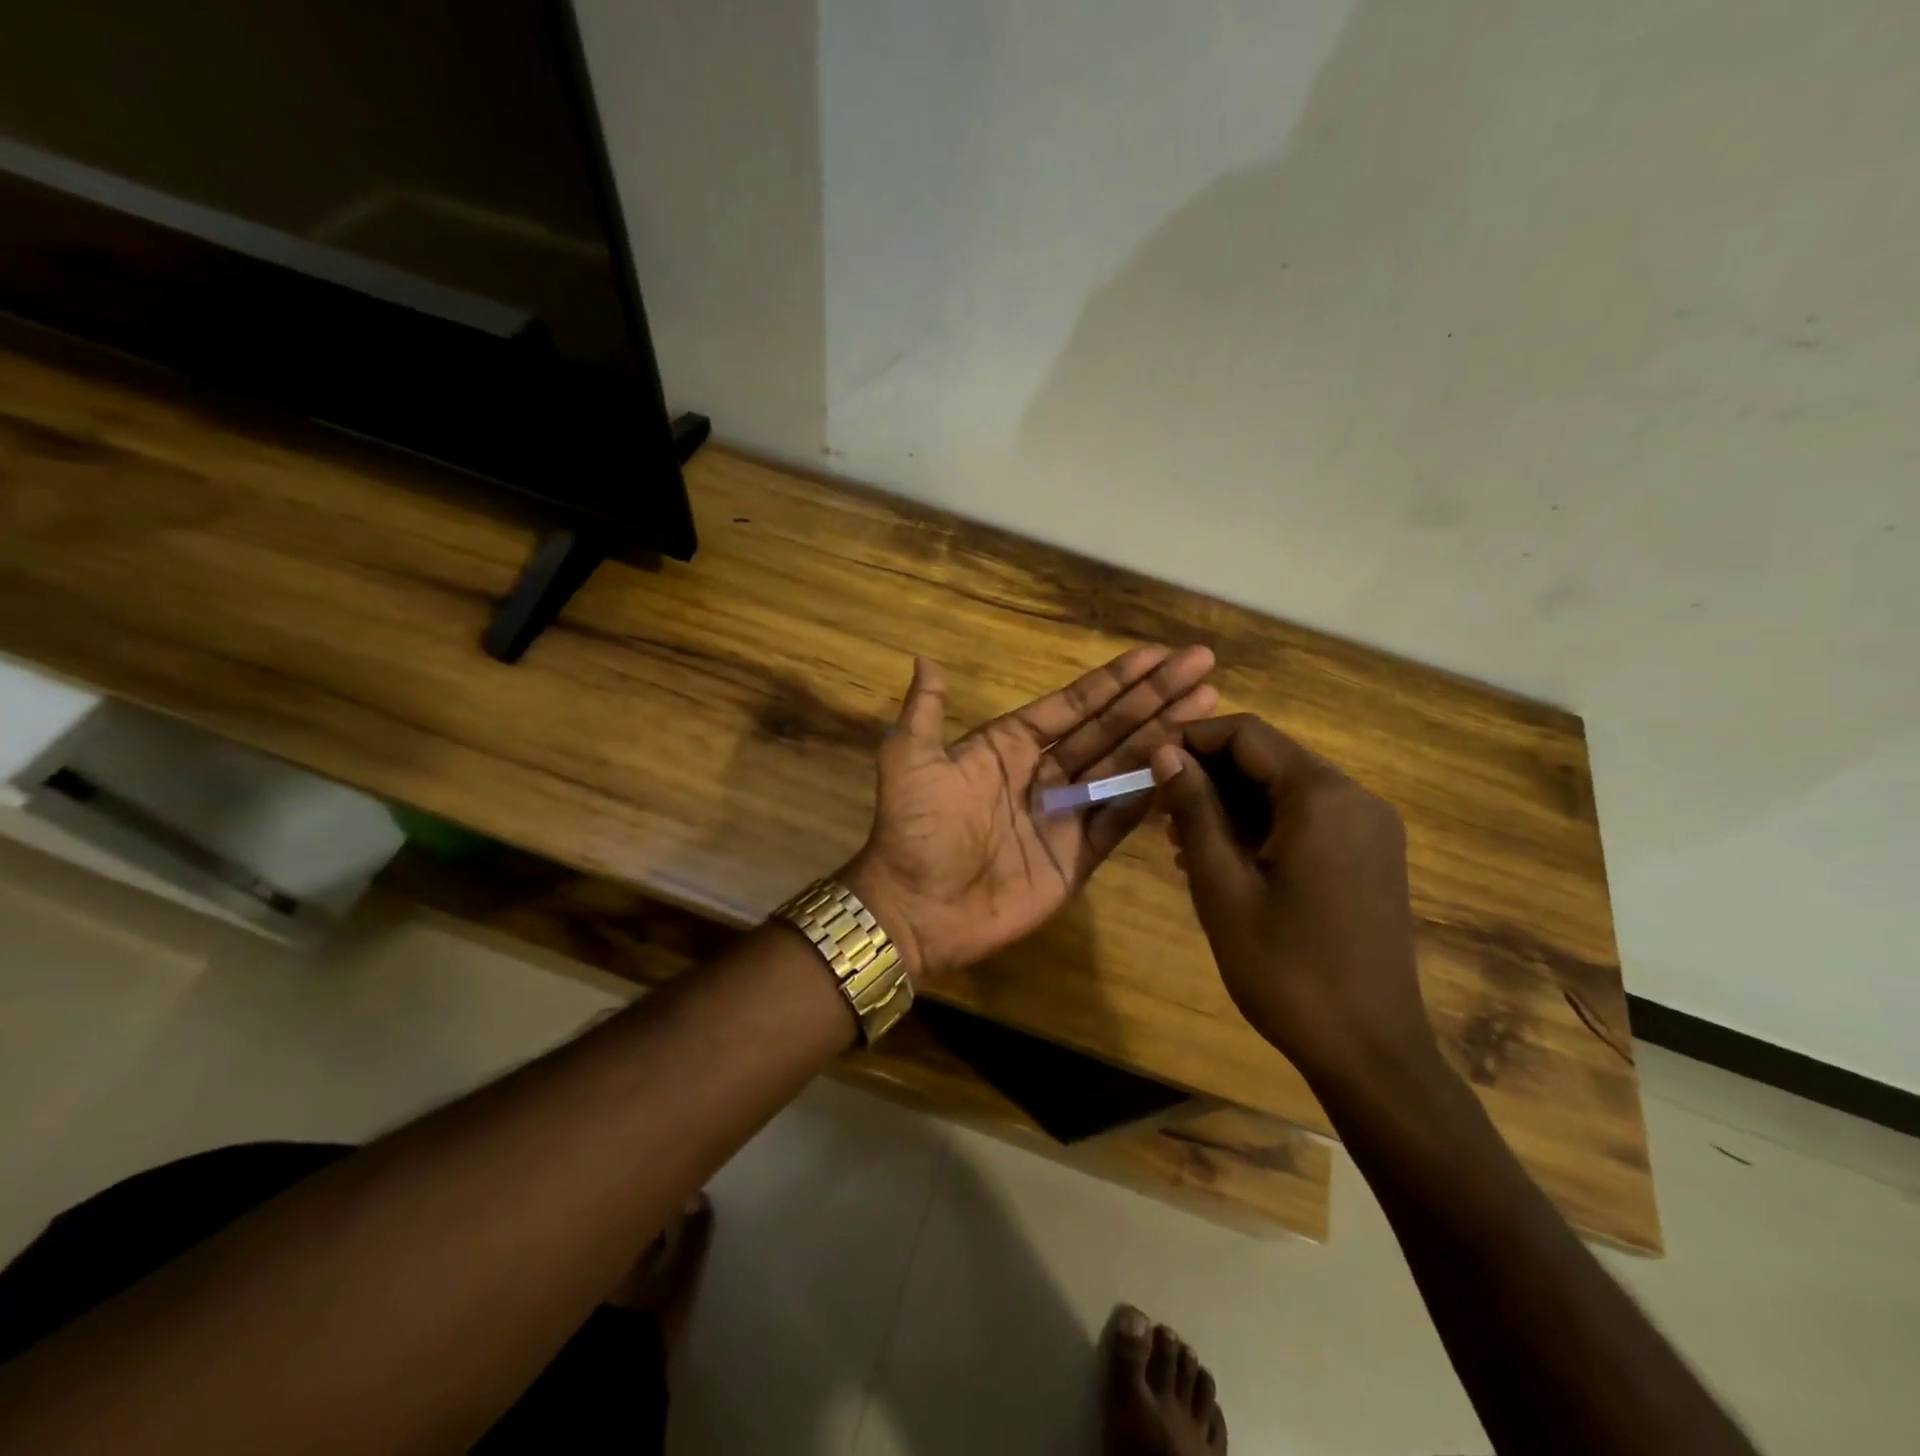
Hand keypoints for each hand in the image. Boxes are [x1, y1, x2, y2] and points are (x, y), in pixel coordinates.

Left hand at [844, 646, 1217, 979]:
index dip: (1115, 679)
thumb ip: (925, 711)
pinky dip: (1150, 792)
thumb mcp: (910, 760)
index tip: (1158, 654)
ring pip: (1123, 765)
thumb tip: (926, 659)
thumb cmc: (914, 831)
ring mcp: (1065, 814)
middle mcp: (1044, 772)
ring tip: (1208, 704)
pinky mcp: (1079, 856)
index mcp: (1010, 745)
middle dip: (1154, 695)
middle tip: (1202, 664)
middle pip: (1109, 726)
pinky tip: (1186, 765)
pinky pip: (1120, 818)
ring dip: (1164, 735)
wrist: (916, 909)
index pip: (1074, 704)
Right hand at [1149, 715, 1435, 1084]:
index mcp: (1321, 797)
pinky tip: (1224, 858)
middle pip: (1268, 758)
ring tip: (1181, 838)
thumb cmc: (1285, 968)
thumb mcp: (1222, 886)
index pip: (1247, 734)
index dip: (1190, 739)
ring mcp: (1368, 828)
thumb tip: (1164, 752)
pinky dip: (1262, 825)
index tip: (1146, 764)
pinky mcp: (1370, 856)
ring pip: (1285, 789)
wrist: (1369, 1051)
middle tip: (1158, 808)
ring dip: (1231, 802)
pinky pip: (1306, 819)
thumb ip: (1193, 810)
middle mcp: (1354, 798)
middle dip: (1208, 774)